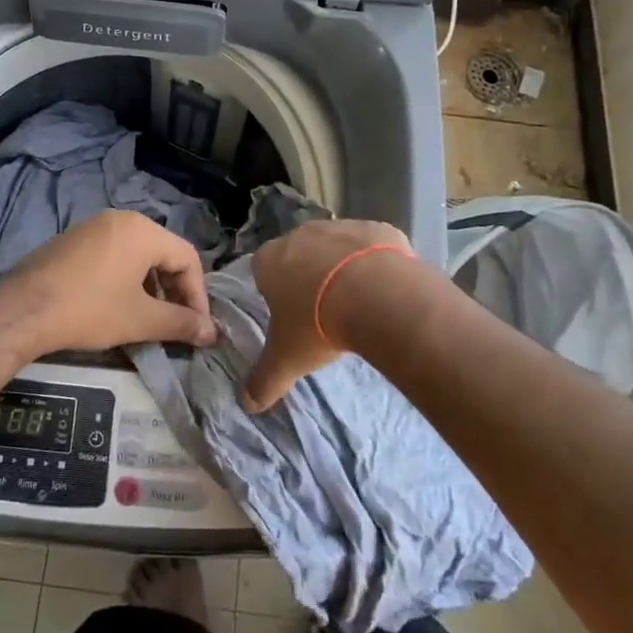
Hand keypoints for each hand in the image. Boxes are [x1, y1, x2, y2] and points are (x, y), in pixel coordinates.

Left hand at [0, 210, 218, 360]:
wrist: (23, 310)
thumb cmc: (90, 309)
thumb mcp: (141, 319)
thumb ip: (181, 323)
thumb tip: (211, 333)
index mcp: (143, 230)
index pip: (188, 257)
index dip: (198, 295)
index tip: (197, 327)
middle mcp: (121, 219)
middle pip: (164, 253)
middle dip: (175, 291)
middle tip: (176, 324)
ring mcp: (94, 227)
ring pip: (138, 255)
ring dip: (151, 287)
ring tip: (149, 319)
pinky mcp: (73, 241)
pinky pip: (113, 255)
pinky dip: (126, 279)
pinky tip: (118, 306)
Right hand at [244, 218, 412, 411]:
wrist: (375, 295)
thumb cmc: (318, 323)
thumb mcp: (287, 359)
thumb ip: (264, 380)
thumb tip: (247, 404)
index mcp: (270, 260)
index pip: (263, 271)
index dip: (276, 292)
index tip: (292, 315)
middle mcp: (300, 235)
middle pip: (299, 255)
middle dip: (309, 278)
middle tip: (325, 311)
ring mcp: (339, 227)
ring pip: (335, 247)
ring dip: (342, 268)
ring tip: (359, 303)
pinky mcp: (376, 228)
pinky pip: (372, 245)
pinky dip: (375, 263)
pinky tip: (384, 289)